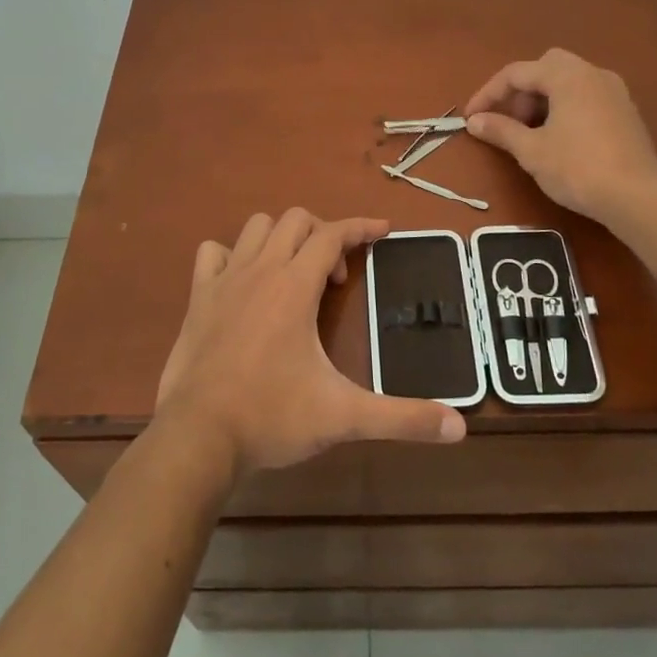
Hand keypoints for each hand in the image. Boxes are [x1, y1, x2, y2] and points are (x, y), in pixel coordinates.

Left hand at [155, 210, 466, 476]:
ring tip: (294, 275)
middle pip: (296, 220)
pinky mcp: (198, 297)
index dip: (362, 227)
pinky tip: (244, 283)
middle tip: (334, 279)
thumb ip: (401, 418)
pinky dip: (232, 255)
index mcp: (295, 285)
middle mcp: (260, 270)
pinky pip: (213, 252)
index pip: (333, 234)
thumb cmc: (271, 418)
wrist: (198, 437)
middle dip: (323, 235)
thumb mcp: (343, 417)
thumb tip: (459, 428)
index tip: (384, 230)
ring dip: (281, 238)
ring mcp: (224, 280)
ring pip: (256, 228)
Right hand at [465, 48, 656, 224]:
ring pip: (568, 82)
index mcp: (567, 76)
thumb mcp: (531, 151)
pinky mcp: (626, 112)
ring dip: (543, 100)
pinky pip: (586, 97)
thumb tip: (474, 122)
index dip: (489, 94)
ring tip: (530, 133)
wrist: (638, 197)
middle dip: (521, 91)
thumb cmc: (578, 168)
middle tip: (508, 121)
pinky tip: (559, 140)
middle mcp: (593, 74)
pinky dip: (565, 108)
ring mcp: (614, 92)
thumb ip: (501, 130)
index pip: (517, 73)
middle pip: (546, 68)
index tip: (472, 118)